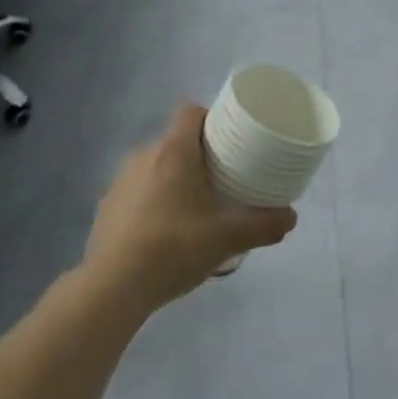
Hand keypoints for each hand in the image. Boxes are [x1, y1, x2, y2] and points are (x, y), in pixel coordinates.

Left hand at [86, 103, 297, 310]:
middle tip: (223, 179)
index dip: (213, 119)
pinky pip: (137, 193)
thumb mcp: (229, 237)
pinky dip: (153, 203)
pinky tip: (165, 233)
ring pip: (155, 167)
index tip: (232, 140)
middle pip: (176, 141)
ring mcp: (120, 182)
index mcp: (173, 151)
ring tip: (196, 209)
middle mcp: (143, 156)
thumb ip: (265, 225)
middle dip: (200, 155)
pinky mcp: (107, 208)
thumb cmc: (175, 247)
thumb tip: (290, 216)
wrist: (114, 286)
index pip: (191, 112)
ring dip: (174, 180)